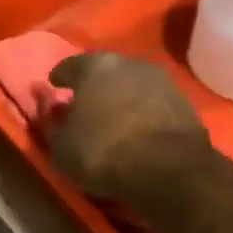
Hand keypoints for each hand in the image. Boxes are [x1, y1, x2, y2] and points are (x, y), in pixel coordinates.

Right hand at [46, 52, 223, 206]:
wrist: (169, 170)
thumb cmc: (103, 153)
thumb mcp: (61, 147)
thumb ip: (51, 123)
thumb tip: (48, 106)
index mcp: (94, 66)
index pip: (68, 66)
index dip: (59, 79)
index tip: (54, 88)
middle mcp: (129, 63)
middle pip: (103, 71)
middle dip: (92, 86)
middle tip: (83, 104)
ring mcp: (161, 80)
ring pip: (130, 84)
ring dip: (119, 97)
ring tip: (111, 118)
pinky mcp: (184, 101)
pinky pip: (151, 102)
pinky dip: (140, 111)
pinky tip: (135, 129)